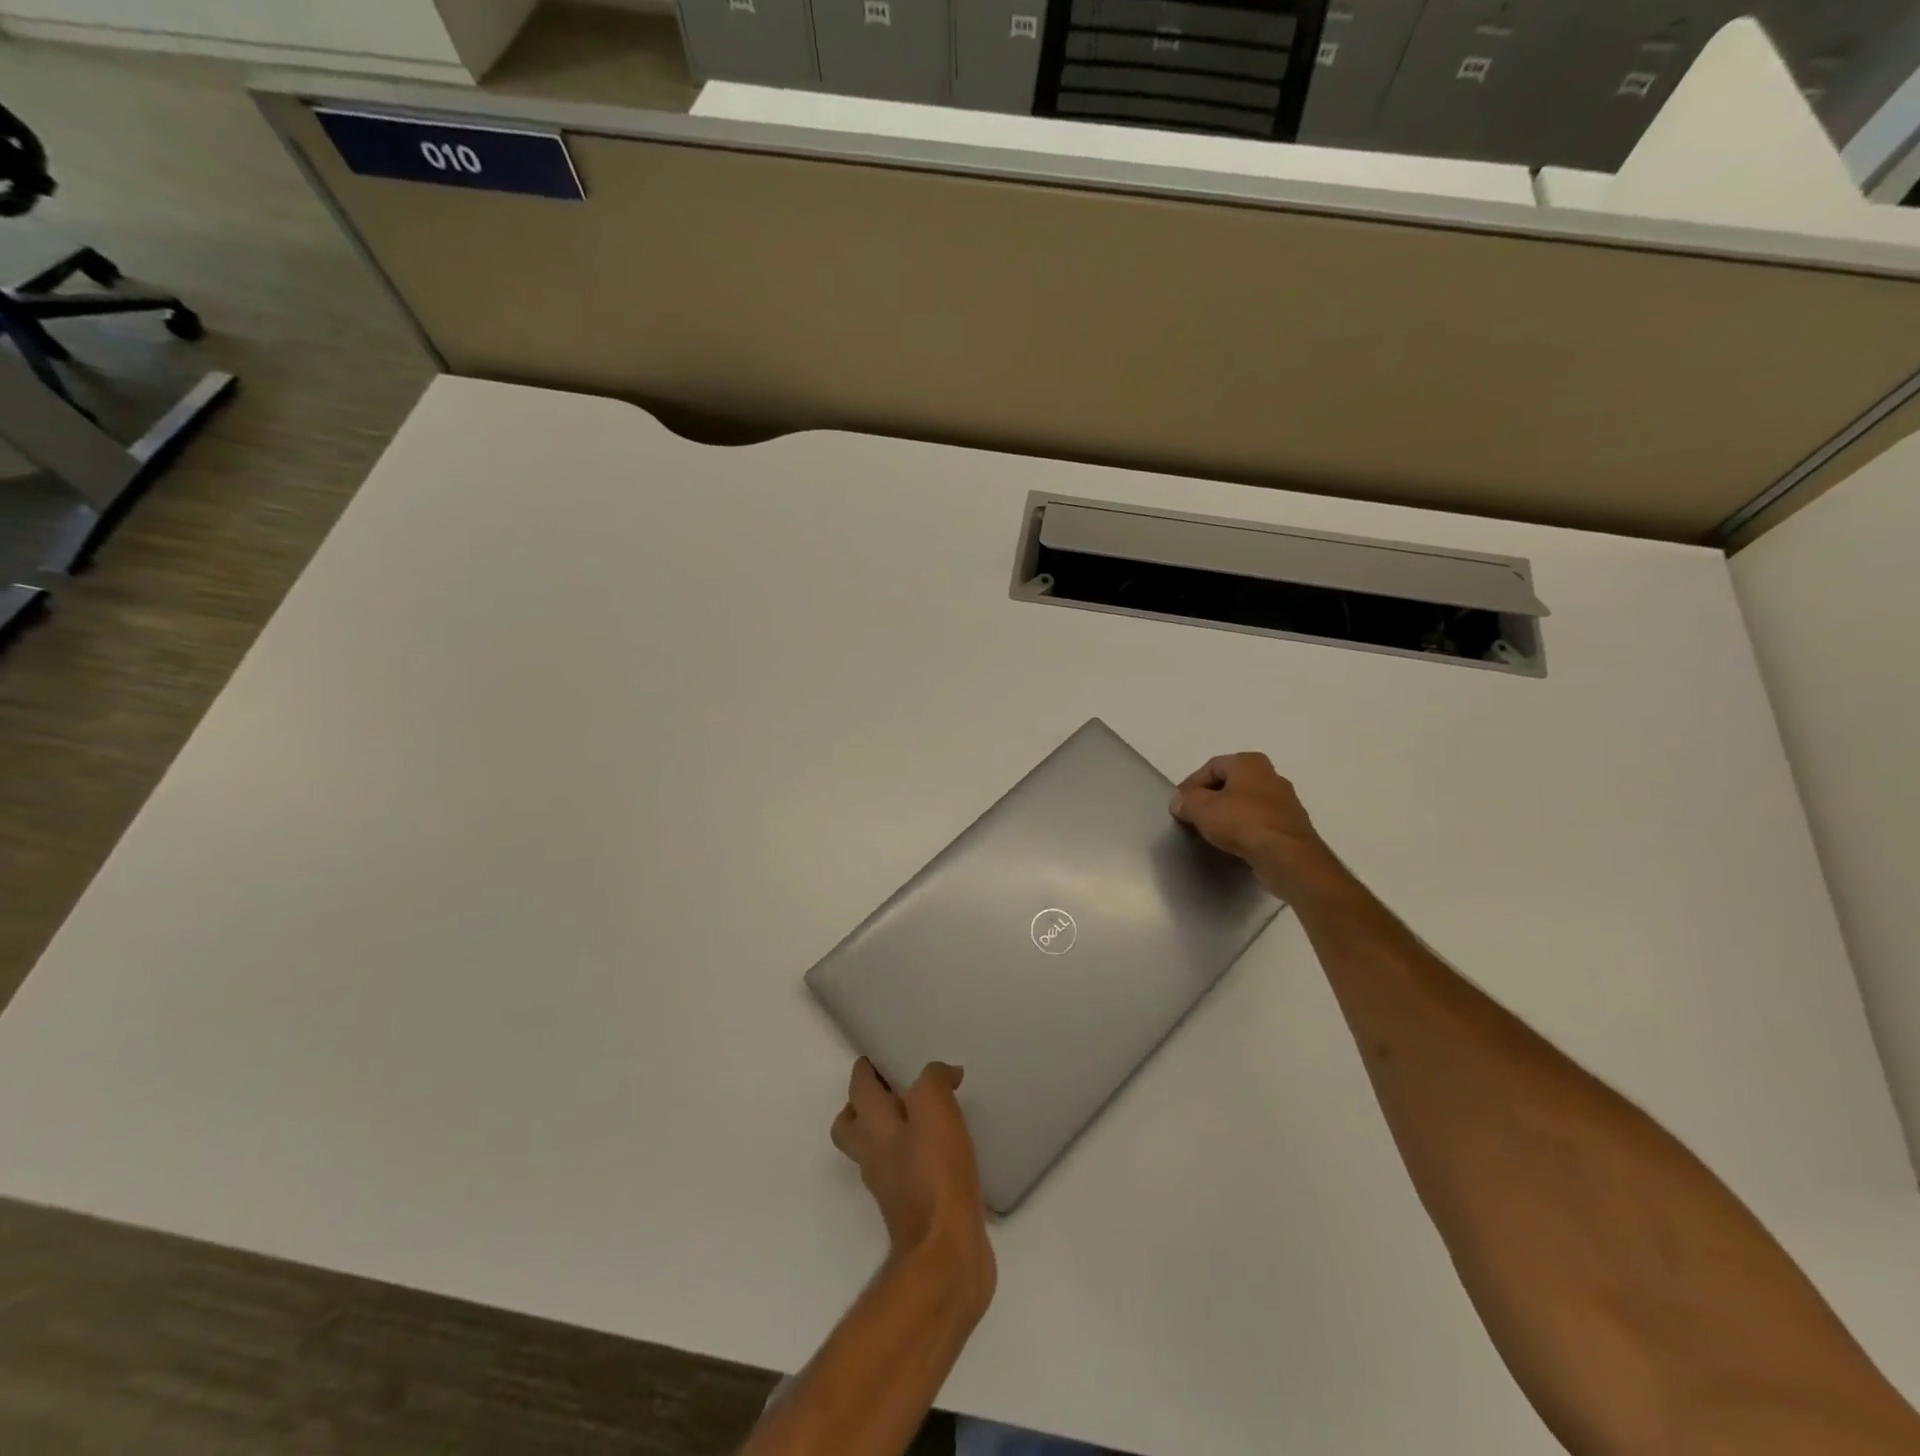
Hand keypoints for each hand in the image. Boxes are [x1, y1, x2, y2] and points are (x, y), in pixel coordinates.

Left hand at [831, 1059, 995, 1309]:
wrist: (947, 1255)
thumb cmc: (936, 1174)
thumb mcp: (937, 1110)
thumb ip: (934, 1081)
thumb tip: (944, 1073)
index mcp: (874, 1128)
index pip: (858, 1090)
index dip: (865, 1070)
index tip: (877, 1057)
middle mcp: (874, 1156)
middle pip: (851, 1126)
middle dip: (862, 1104)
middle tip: (890, 1087)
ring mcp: (890, 1187)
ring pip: (877, 1150)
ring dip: (889, 1132)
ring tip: (921, 1116)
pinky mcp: (912, 1210)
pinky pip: (904, 1173)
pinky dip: (915, 1158)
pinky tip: (943, 1152)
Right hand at [1170, 752, 1340, 899]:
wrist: (1287, 858)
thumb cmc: (1243, 822)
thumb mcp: (1202, 808)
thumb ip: (1186, 801)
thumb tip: (1179, 802)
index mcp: (1250, 763)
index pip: (1212, 766)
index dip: (1191, 784)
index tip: (1179, 805)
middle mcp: (1271, 776)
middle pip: (1230, 784)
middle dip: (1209, 799)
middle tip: (1192, 817)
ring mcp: (1284, 803)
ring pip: (1246, 804)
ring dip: (1227, 816)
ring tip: (1210, 833)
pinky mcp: (1291, 828)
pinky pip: (1259, 824)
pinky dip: (1243, 830)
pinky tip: (1232, 845)